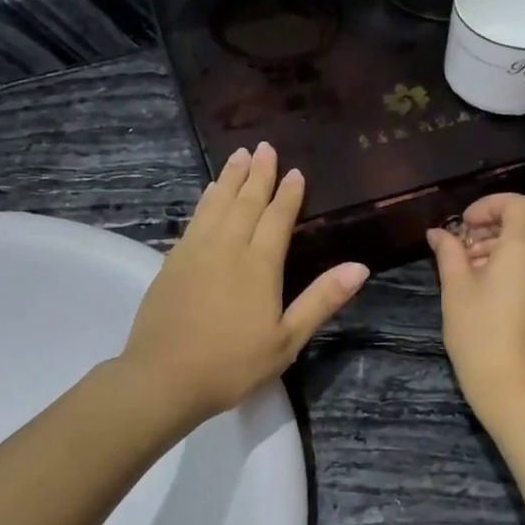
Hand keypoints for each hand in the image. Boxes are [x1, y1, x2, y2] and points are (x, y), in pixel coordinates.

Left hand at [119, 143, 368, 427]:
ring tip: (237, 155)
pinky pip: (194, 219)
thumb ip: (321, 300)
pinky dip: (205, 200)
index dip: (288, 194)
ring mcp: (195, 251)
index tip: (295, 171)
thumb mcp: (287, 340)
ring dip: (229, 178)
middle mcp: (226, 247)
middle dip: (257, 174)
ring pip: (216, 204)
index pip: (277, 218)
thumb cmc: (232, 364)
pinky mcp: (172, 262)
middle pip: (245, 202)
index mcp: (259, 265)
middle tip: (264, 147)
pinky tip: (208, 194)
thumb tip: (360, 267)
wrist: (164, 378)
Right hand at [426, 193, 524, 428]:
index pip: (517, 203)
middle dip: (498, 220)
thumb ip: (448, 252)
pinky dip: (516, 260)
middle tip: (467, 239)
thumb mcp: (456, 287)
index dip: (488, 205)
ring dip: (504, 241)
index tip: (462, 224)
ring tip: (470, 264)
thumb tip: (438, 233)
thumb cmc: (479, 332)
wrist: (513, 384)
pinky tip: (486, 284)